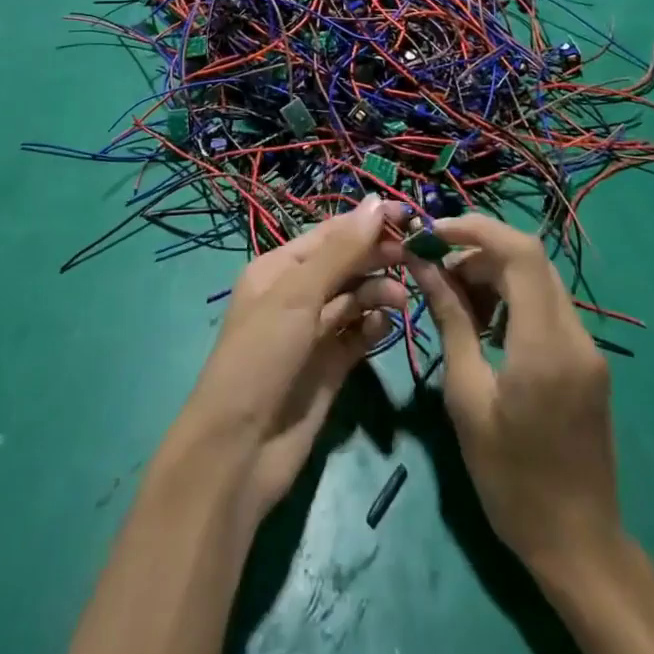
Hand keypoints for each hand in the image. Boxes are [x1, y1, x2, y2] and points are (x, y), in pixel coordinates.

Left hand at [173, 197, 407, 519]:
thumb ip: (340, 251)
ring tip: (400, 299)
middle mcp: (296, 295)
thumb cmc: (262, 356)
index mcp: (279, 269)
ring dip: (377, 292)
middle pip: (345, 264)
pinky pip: (358, 336)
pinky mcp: (330, 368)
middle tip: (414, 256)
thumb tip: (375, 203)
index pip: (330, 235)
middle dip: (376, 257)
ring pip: (354, 299)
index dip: (366, 223)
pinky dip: (373, 327)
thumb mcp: (297, 295)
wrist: (239, 450)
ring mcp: (313, 333)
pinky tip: (385, 326)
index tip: (407, 215)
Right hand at [408, 214, 620, 577]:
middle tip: (437, 272)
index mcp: (546, 344)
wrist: (579, 547)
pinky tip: (485, 326)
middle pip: (529, 259)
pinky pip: (547, 307)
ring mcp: (587, 348)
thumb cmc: (511, 478)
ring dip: (494, 274)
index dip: (476, 228)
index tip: (433, 233)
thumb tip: (423, 265)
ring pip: (538, 280)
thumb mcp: (467, 397)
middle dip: (478, 251)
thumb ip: (450, 321)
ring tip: (455, 301)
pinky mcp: (587, 361)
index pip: (520, 252)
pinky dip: (512, 299)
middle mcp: (575, 335)